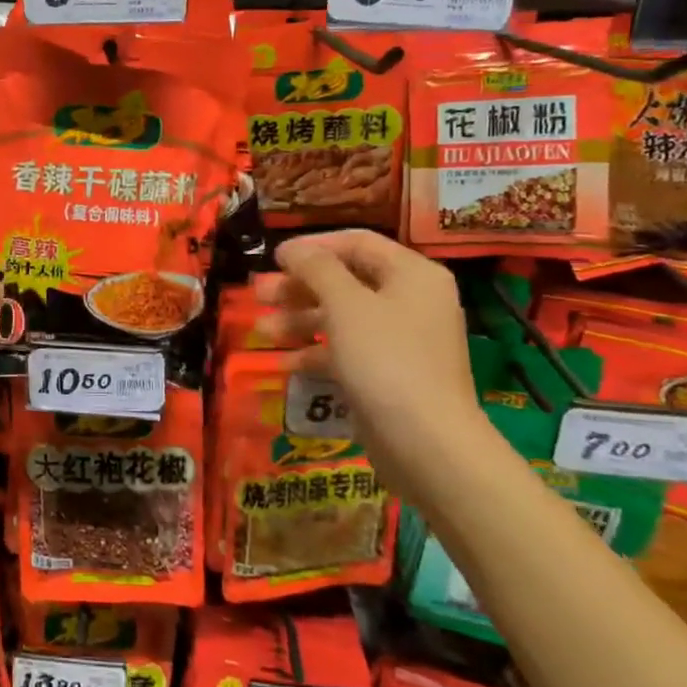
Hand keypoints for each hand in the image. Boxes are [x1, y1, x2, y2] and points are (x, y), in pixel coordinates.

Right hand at [260, 231, 480, 464]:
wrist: (427, 444)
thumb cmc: (386, 359)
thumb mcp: (346, 305)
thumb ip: (316, 269)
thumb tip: (292, 248)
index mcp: (412, 274)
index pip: (357, 243)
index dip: (312, 246)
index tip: (273, 258)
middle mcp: (411, 301)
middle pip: (346, 280)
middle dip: (299, 287)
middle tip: (259, 294)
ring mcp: (402, 341)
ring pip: (342, 318)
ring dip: (299, 320)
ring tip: (262, 331)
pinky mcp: (389, 375)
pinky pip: (347, 352)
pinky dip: (316, 353)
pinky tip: (284, 363)